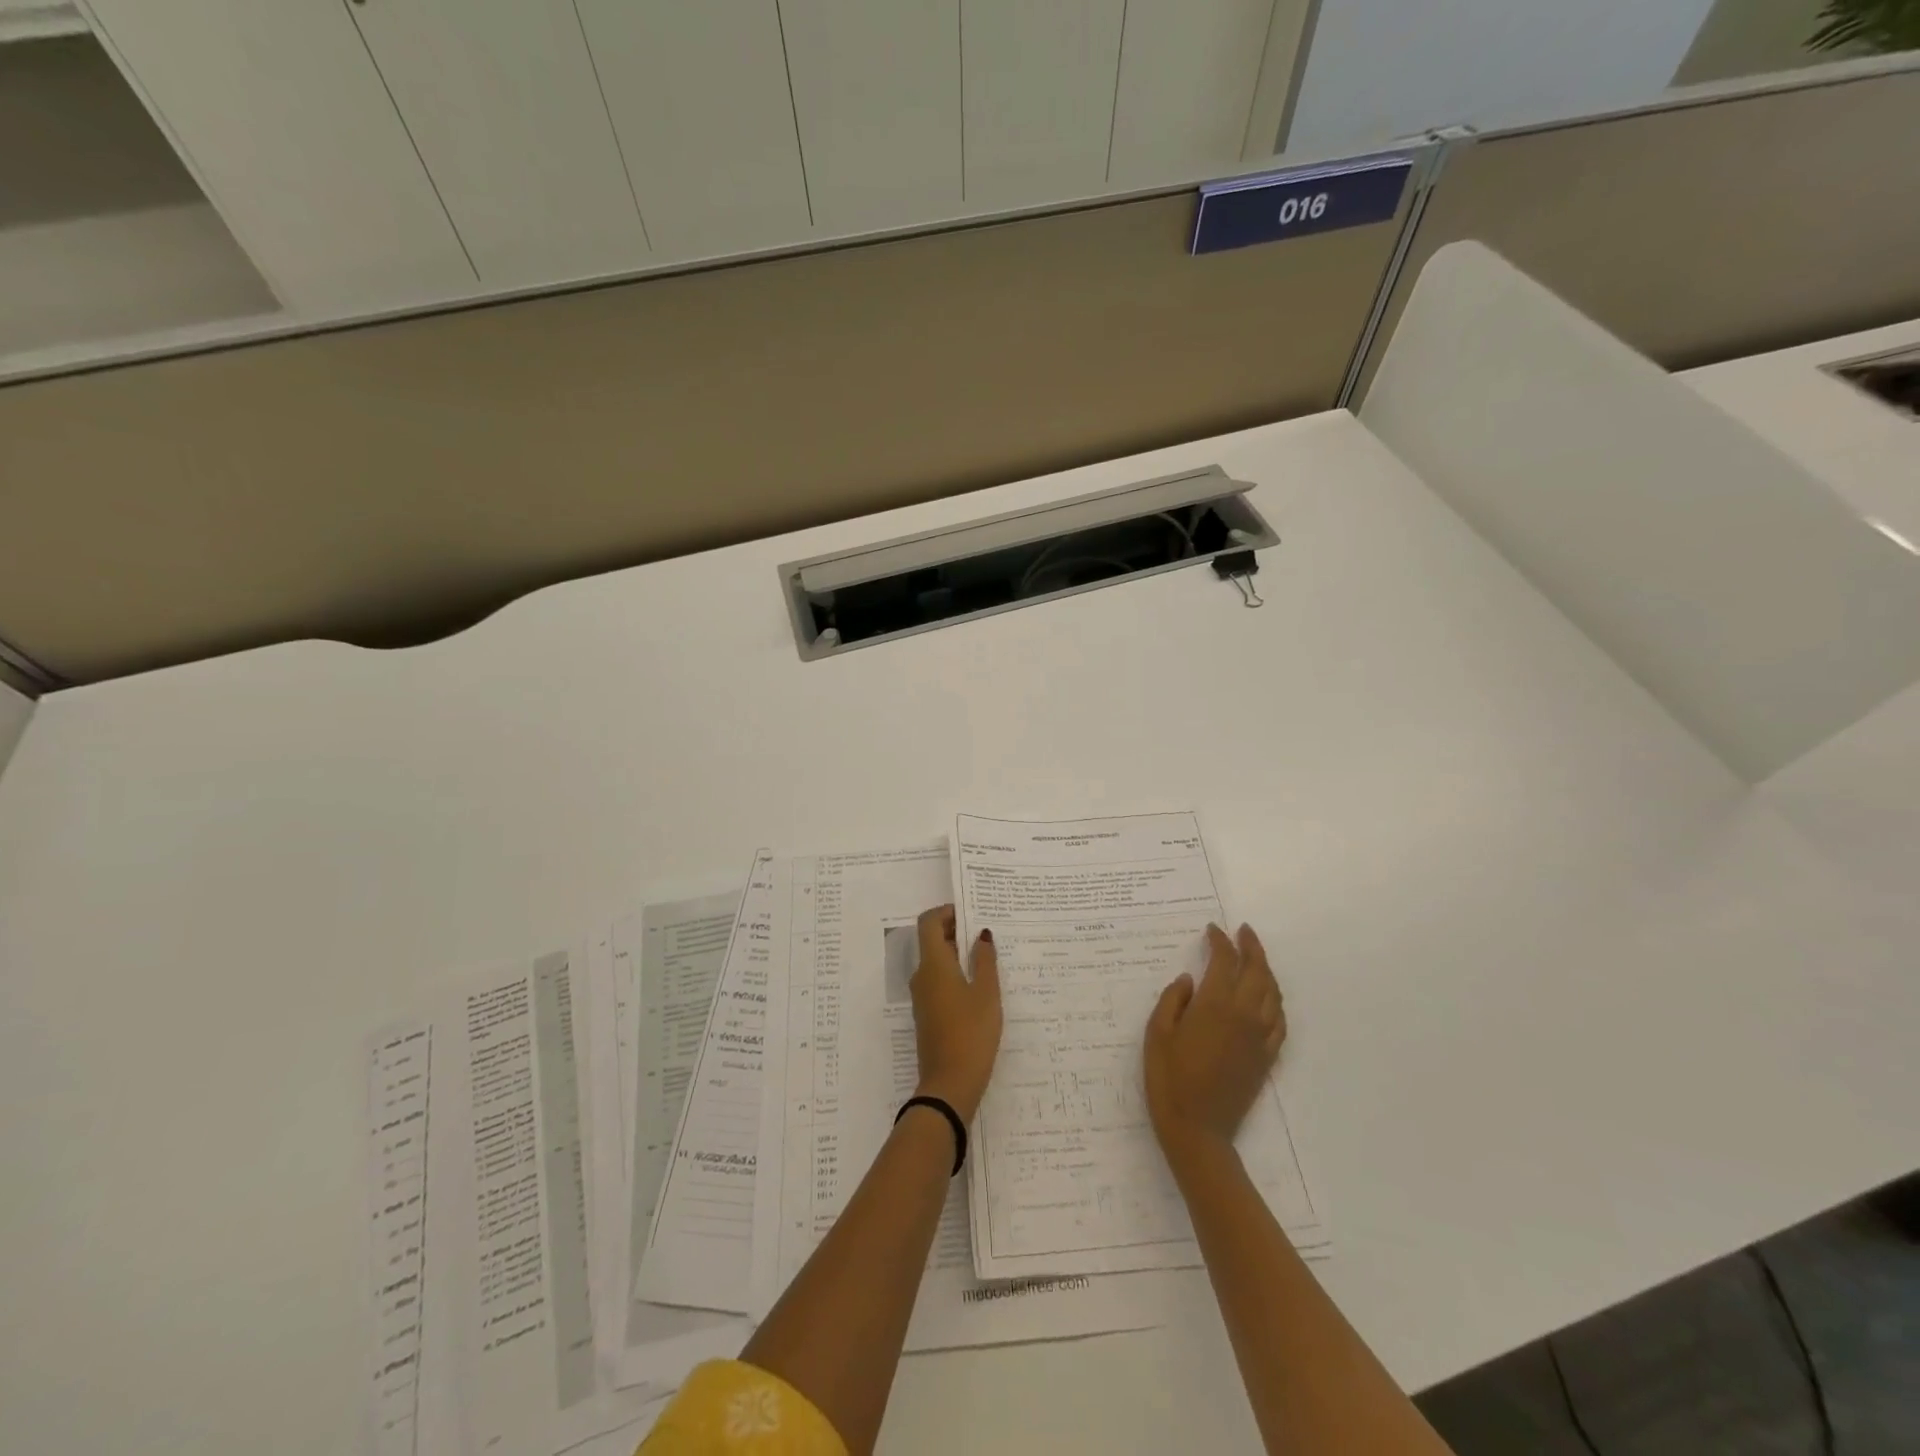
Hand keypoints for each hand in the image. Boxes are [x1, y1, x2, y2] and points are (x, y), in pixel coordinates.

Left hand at [909, 905, 1001, 1123]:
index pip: (928, 922)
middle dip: (957, 932)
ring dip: (958, 954)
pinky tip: (981, 986)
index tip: (971, 913)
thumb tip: (981, 935)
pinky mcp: (928, 1015)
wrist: (949, 1085)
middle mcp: (922, 976)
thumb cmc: (971, 1033)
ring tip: (989, 958)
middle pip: (933, 941)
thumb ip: (984, 961)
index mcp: (933, 964)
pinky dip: (956, 974)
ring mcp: (923, 997)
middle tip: (987, 933)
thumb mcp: (986, 993)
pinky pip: (939, 982)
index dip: (946, 912)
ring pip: (937, 963)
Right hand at [1144, 923, 1285, 1165]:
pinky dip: (1276, 1001)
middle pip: (1256, 971)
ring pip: (1272, 993)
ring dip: (1266, 970)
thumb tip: (1190, 980)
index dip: (1220, 942)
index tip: (1212, 930)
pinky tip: (1268, 997)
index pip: (1225, 961)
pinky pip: (1280, 1021)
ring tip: (1255, 957)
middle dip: (1251, 947)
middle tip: (1243, 932)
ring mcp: (1259, 1037)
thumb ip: (1173, 1000)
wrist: (1197, 1129)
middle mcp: (1244, 1015)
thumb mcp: (1157, 1033)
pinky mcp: (1267, 1057)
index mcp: (1214, 1005)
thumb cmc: (1168, 1078)